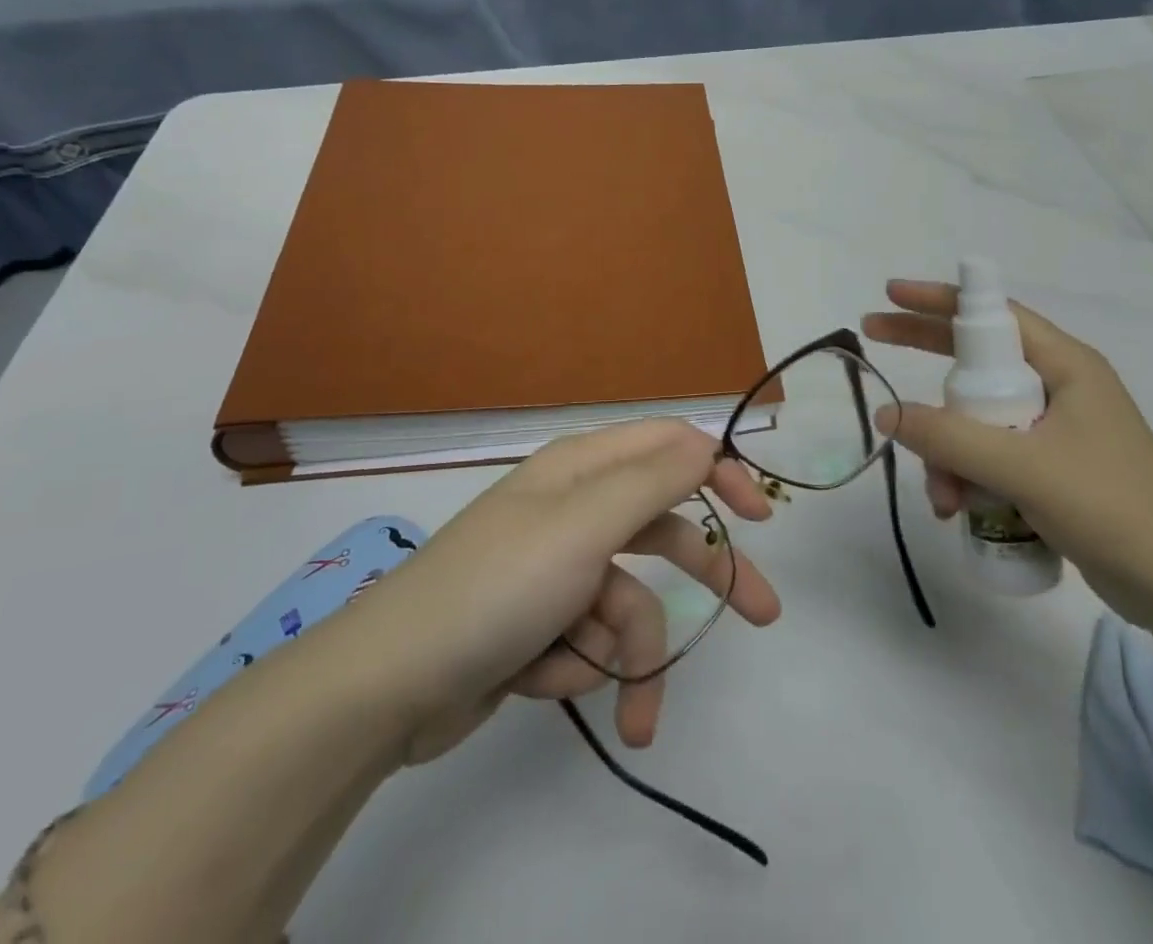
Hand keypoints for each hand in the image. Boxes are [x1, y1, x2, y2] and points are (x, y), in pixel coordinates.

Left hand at [345, 419, 780, 766]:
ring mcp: (555, 568)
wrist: (389, 685)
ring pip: (628, 600)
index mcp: (582, 469)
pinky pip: (588, 638)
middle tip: (763, 614)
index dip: (719, 472)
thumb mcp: (585, 525)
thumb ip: (653, 481)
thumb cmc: (499, 587)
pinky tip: (540, 678)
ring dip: (629, 654)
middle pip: (662, 528)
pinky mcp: (538, 621)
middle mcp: (573, 508)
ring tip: (631, 710)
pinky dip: (578, 664)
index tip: (760, 517)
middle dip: (705, 574)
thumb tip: (706, 442)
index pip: (669, 446)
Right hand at [862, 279, 1152, 624]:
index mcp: (1066, 366)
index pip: (993, 314)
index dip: (939, 301)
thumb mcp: (1024, 468)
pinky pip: (992, 454)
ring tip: (943, 499)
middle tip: (875, 345)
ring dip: (949, 452)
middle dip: (927, 366)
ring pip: (978, 418)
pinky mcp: (1052, 468)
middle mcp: (1060, 387)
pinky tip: (958, 510)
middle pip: (977, 361)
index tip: (891, 295)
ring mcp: (1056, 429)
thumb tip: (888, 414)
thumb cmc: (1112, 510)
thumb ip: (951, 438)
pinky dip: (969, 475)